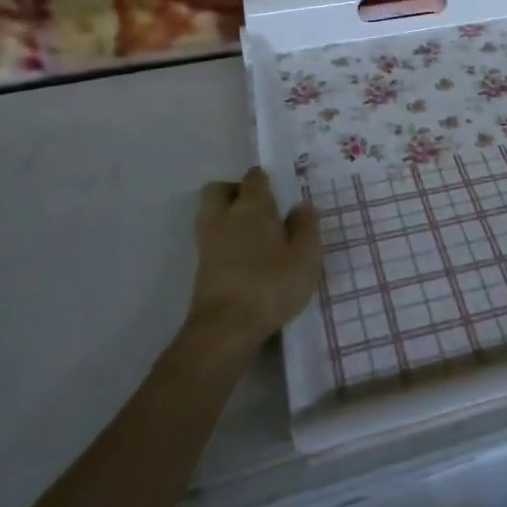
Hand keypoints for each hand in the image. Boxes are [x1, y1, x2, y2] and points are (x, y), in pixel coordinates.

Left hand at [186, 168, 321, 349]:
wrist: (225, 329)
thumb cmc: (271, 284)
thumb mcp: (305, 255)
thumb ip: (306, 226)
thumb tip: (302, 204)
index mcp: (252, 206)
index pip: (254, 178)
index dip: (264, 179)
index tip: (278, 190)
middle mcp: (224, 216)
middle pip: (219, 190)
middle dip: (235, 191)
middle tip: (259, 207)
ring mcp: (207, 242)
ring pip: (210, 214)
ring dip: (226, 216)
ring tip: (252, 233)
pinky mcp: (200, 268)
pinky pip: (210, 239)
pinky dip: (223, 240)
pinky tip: (243, 257)